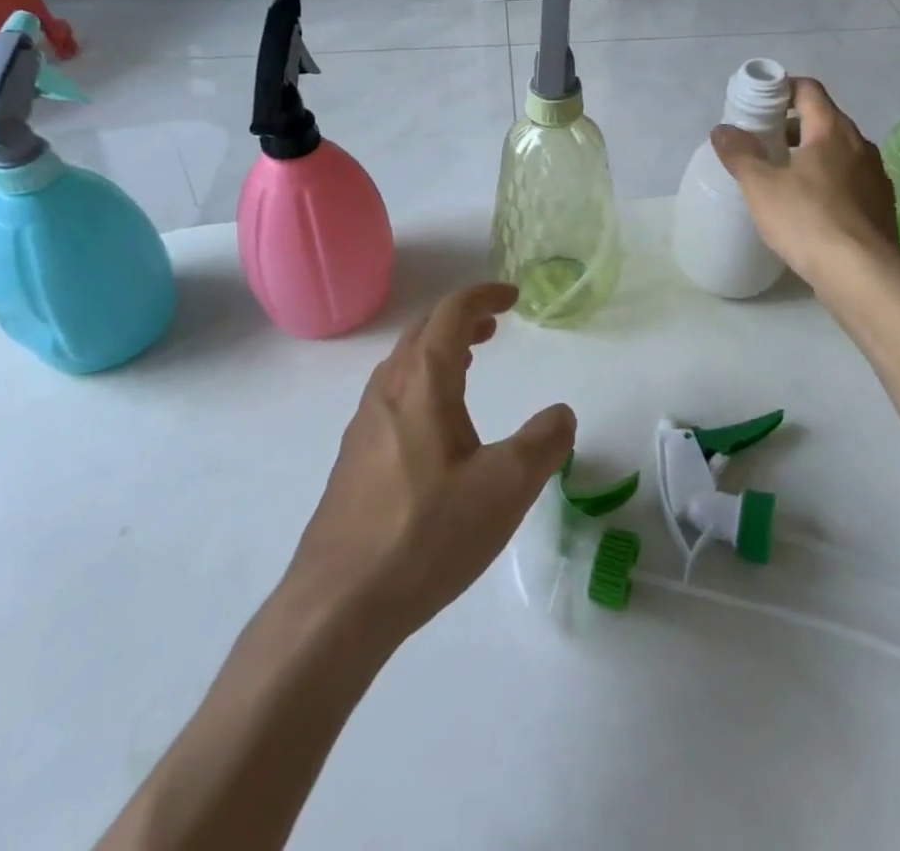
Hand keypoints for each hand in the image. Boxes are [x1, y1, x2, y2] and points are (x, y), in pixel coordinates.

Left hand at [283, 282, 575, 641]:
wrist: (338, 603)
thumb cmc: (427, 533)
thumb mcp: (505, 488)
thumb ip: (543, 444)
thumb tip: (560, 414)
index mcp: (423, 382)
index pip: (451, 313)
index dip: (482, 296)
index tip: (512, 296)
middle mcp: (388, 391)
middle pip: (422, 332)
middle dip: (460, 319)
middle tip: (493, 326)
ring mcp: (364, 425)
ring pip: (403, 365)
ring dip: (438, 350)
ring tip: (467, 365)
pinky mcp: (354, 459)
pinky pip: (392, 396)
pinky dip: (422, 382)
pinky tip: (435, 426)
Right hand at [710, 77, 899, 287]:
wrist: (862, 275)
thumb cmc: (807, 220)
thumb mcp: (761, 186)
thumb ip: (740, 154)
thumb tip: (721, 129)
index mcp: (832, 130)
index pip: (809, 90)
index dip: (783, 88)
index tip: (759, 103)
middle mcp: (860, 145)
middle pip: (824, 119)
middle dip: (792, 125)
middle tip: (763, 142)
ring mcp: (875, 176)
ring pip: (838, 151)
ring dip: (811, 154)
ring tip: (782, 176)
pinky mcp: (881, 205)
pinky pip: (849, 179)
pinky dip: (827, 180)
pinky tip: (809, 207)